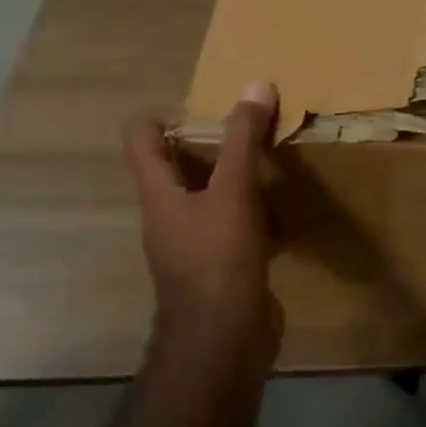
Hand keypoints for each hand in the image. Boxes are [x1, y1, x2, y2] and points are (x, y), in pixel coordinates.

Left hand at [126, 81, 282, 368]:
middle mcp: (168, 217)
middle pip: (176, 169)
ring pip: (208, 199)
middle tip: (245, 128)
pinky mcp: (219, 269)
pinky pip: (232, 230)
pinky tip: (283, 210)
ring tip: (268, 160)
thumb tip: (256, 85)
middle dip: (208, 145)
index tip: (202, 108)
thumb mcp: (233, 191)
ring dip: (232, 180)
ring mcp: (192, 247)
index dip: (162, 118)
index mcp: (159, 195)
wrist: (224, 341)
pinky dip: (252, 215)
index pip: (141, 142)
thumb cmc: (218, 259)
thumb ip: (243, 139)